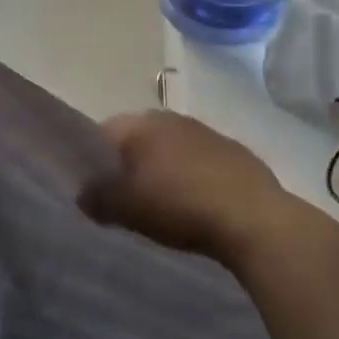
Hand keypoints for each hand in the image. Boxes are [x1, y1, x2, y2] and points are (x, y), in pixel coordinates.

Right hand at [80, 111, 334, 272]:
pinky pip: (200, 162)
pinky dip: (193, 178)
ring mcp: (207, 133)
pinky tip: (197, 206)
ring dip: (163, 171)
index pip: (102, 133)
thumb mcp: (125, 209)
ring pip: (170, 150)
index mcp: (142, 123)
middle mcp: (172, 118)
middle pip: (137, 140)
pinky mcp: (236, 153)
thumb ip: (96, 198)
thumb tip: (84, 195)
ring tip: (163, 206)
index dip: (93, 160)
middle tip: (126, 199)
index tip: (95, 189)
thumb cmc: (179, 206)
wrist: (255, 221)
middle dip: (129, 165)